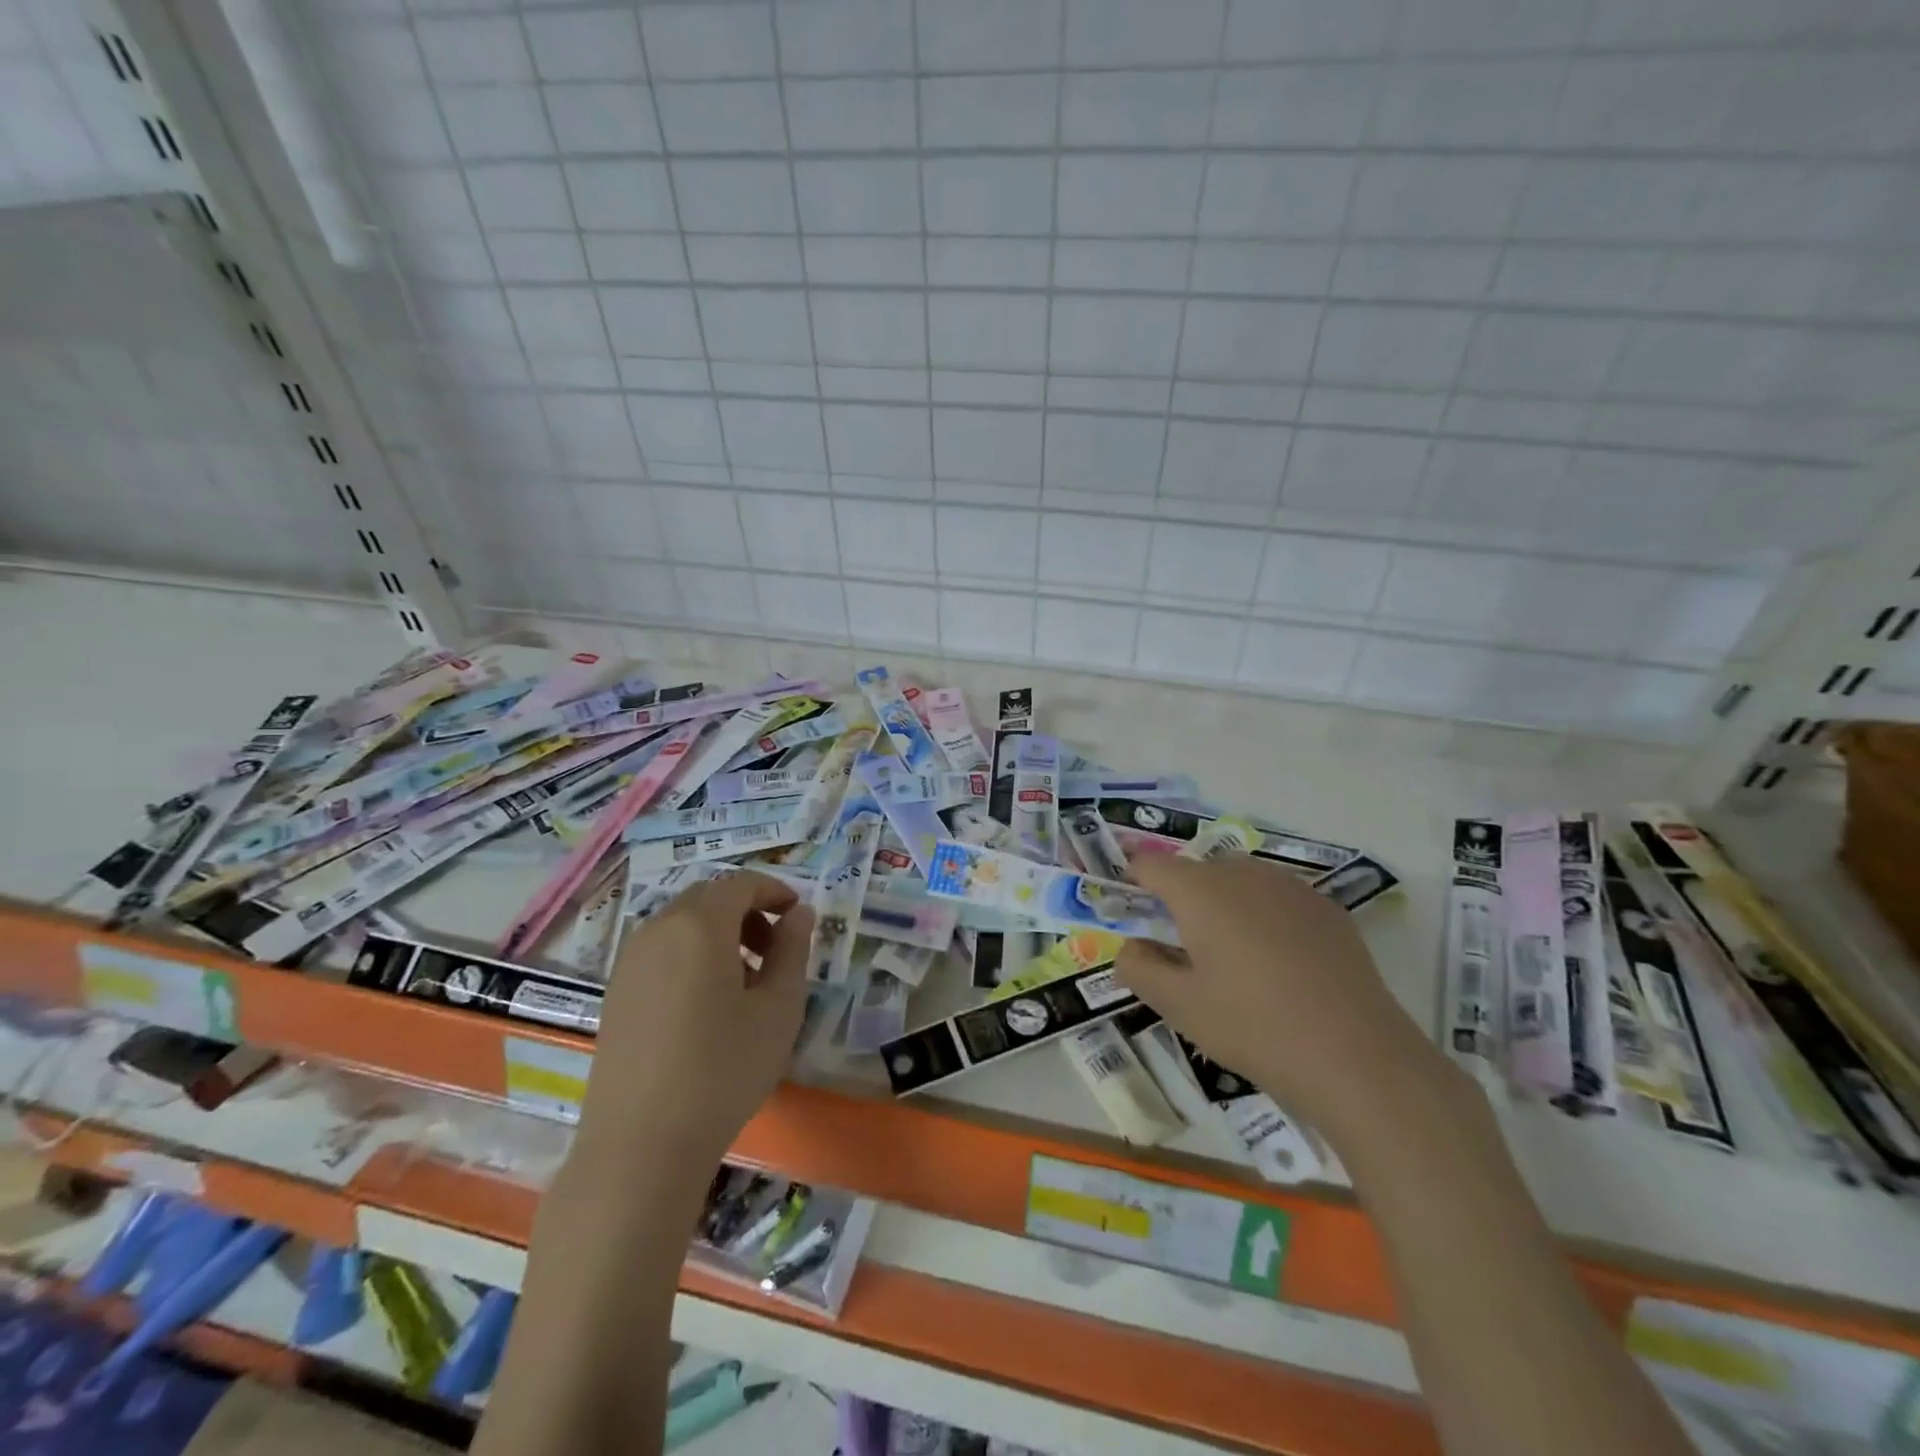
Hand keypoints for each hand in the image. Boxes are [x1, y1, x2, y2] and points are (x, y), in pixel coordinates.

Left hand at [576, 872, 814, 1173]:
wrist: (641, 1146)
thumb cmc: (724, 1069)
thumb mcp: (778, 1008)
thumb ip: (792, 950)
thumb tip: (799, 914)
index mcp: (698, 924)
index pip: (741, 884)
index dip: (775, 891)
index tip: (799, 915)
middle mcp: (657, 930)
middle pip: (708, 898)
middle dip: (747, 911)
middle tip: (776, 948)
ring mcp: (629, 962)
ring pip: (682, 924)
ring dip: (719, 934)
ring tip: (746, 980)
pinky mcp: (615, 993)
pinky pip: (661, 951)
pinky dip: (692, 955)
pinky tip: (708, 1003)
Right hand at [1116, 855, 1447, 1145]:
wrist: (1357, 1057)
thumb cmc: (1253, 1027)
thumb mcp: (1179, 1006)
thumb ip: (1140, 969)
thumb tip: (1130, 948)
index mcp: (1201, 892)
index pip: (1152, 865)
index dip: (1134, 880)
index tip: (1130, 909)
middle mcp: (1244, 875)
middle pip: (1198, 870)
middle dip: (1181, 897)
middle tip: (1180, 946)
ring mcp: (1292, 888)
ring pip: (1240, 881)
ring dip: (1223, 904)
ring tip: (1230, 956)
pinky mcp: (1327, 910)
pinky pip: (1278, 899)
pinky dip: (1263, 916)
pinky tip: (1277, 963)